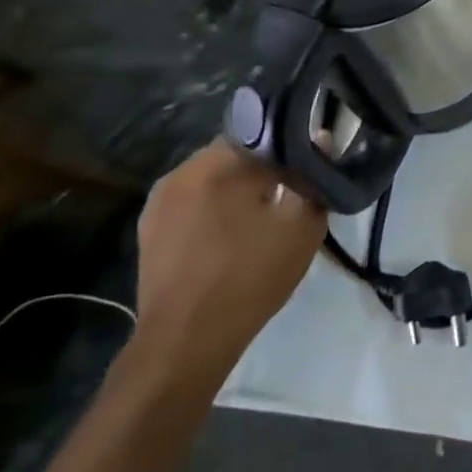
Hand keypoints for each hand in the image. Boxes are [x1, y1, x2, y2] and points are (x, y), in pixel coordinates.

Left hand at [128, 140, 327, 396]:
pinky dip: (215, 206)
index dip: (291, 142)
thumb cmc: (249, 278)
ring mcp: (160, 200)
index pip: (264, 129)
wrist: (185, 342)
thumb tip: (321, 139)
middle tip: (291, 188)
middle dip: (264, 164)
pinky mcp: (150, 228)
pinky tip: (233, 233)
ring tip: (263, 212)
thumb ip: (314, 177)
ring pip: (212, 176)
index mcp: (218, 163)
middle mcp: (183, 171)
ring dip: (238, 185)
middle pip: (235, 151)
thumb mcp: (301, 226)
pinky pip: (193, 200)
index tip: (309, 162)